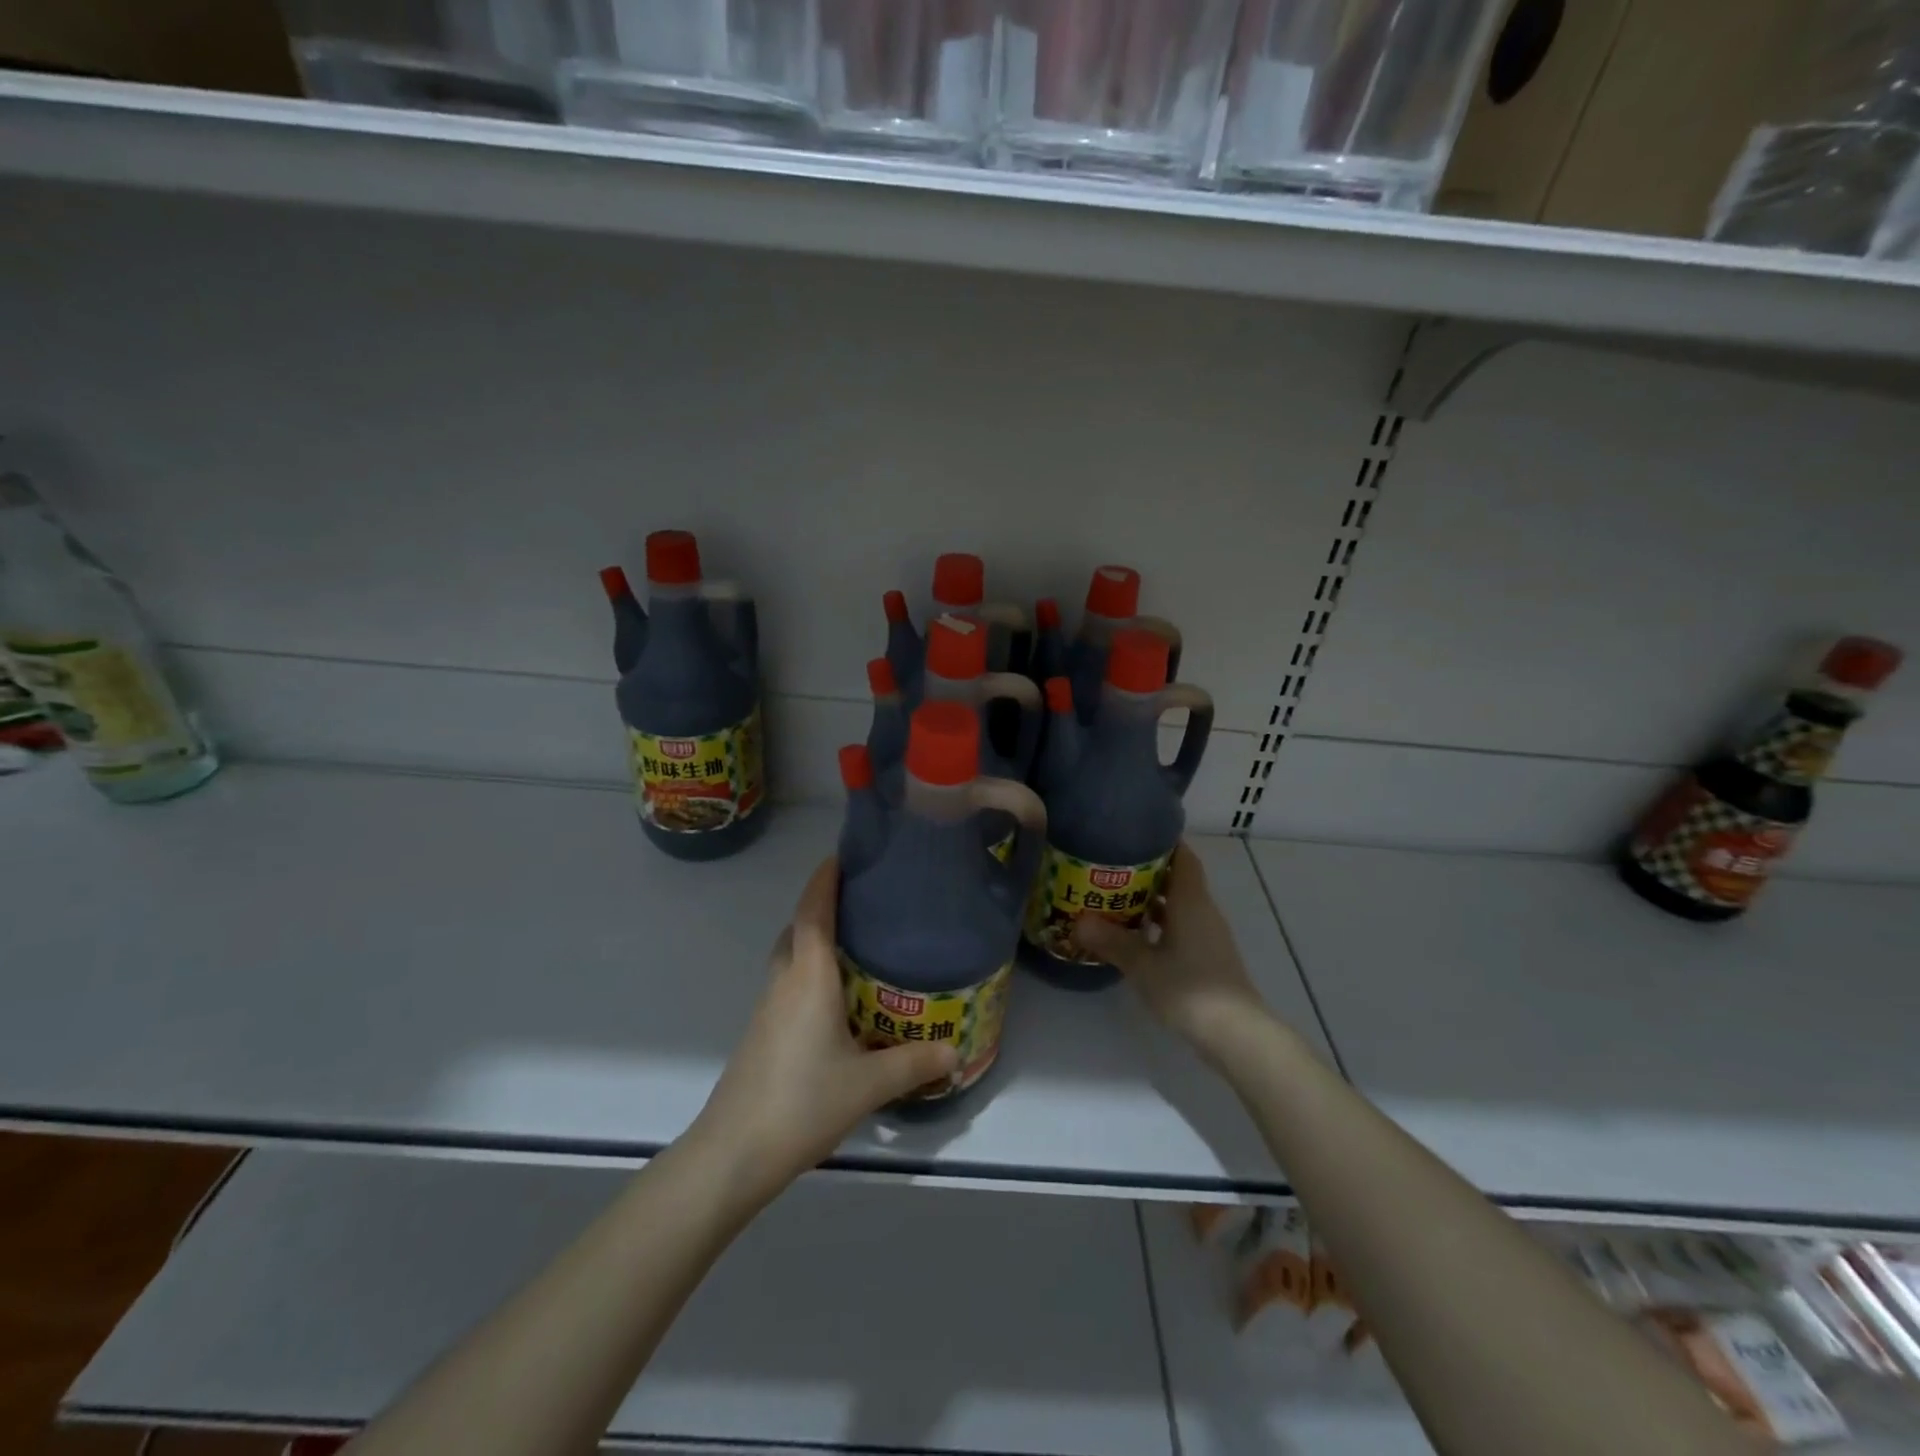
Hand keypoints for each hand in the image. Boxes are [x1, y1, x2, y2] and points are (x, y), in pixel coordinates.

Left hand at [687, 857, 958, 1205]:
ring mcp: (767, 1007)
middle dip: (822, 906)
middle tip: (861, 902)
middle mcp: (784, 981)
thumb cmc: (803, 1102)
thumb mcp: (869, 1084)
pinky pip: (787, 982)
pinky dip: (808, 971)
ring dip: (813, 939)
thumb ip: (914, 1063)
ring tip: (855, 944)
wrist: (733, 1152)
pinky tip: (835, 998)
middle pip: (797, 928)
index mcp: (809, 976)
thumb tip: (956, 1050)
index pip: (813, 911)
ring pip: (789, 956)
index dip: (825, 880)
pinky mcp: (761, 1032)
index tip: (842, 855)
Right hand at [1073, 842, 1268, 1059]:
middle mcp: (1202, 911)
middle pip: (1177, 879)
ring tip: (1113, 897)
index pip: (1182, 856)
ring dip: (1151, 900)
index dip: (1162, 841)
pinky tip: (1134, 935)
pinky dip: (1159, 924)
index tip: (1132, 833)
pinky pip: (1180, 927)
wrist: (1236, 1035)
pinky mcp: (1207, 957)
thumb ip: (1111, 941)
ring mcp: (1208, 935)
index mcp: (1191, 901)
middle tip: (1108, 865)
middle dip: (1146, 870)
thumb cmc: (1189, 989)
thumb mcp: (1142, 964)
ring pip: (1178, 905)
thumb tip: (1077, 921)